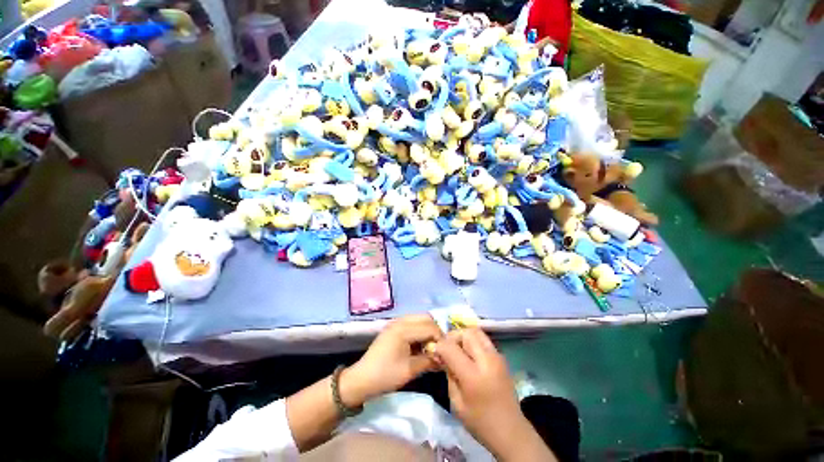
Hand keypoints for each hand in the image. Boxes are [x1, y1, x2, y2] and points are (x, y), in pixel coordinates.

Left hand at [341, 315, 442, 407]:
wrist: (361, 380)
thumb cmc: (385, 375)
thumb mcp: (410, 370)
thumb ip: (429, 360)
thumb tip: (445, 358)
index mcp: (404, 329)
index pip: (430, 327)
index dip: (440, 339)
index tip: (445, 353)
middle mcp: (400, 321)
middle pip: (426, 318)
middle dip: (435, 332)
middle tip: (438, 349)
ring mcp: (396, 323)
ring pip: (419, 319)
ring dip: (427, 331)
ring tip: (430, 348)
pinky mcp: (394, 328)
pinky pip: (412, 324)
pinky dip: (419, 332)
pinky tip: (420, 346)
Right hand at [434, 328, 554, 460]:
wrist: (511, 432)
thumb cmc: (480, 422)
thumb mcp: (456, 403)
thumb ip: (449, 374)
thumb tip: (441, 355)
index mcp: (473, 376)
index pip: (451, 348)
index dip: (439, 346)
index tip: (434, 351)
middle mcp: (487, 360)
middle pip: (466, 333)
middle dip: (452, 337)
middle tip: (447, 348)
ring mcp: (497, 356)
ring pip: (476, 331)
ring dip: (464, 336)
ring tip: (458, 349)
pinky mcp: (501, 357)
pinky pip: (484, 339)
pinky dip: (473, 340)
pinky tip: (469, 354)